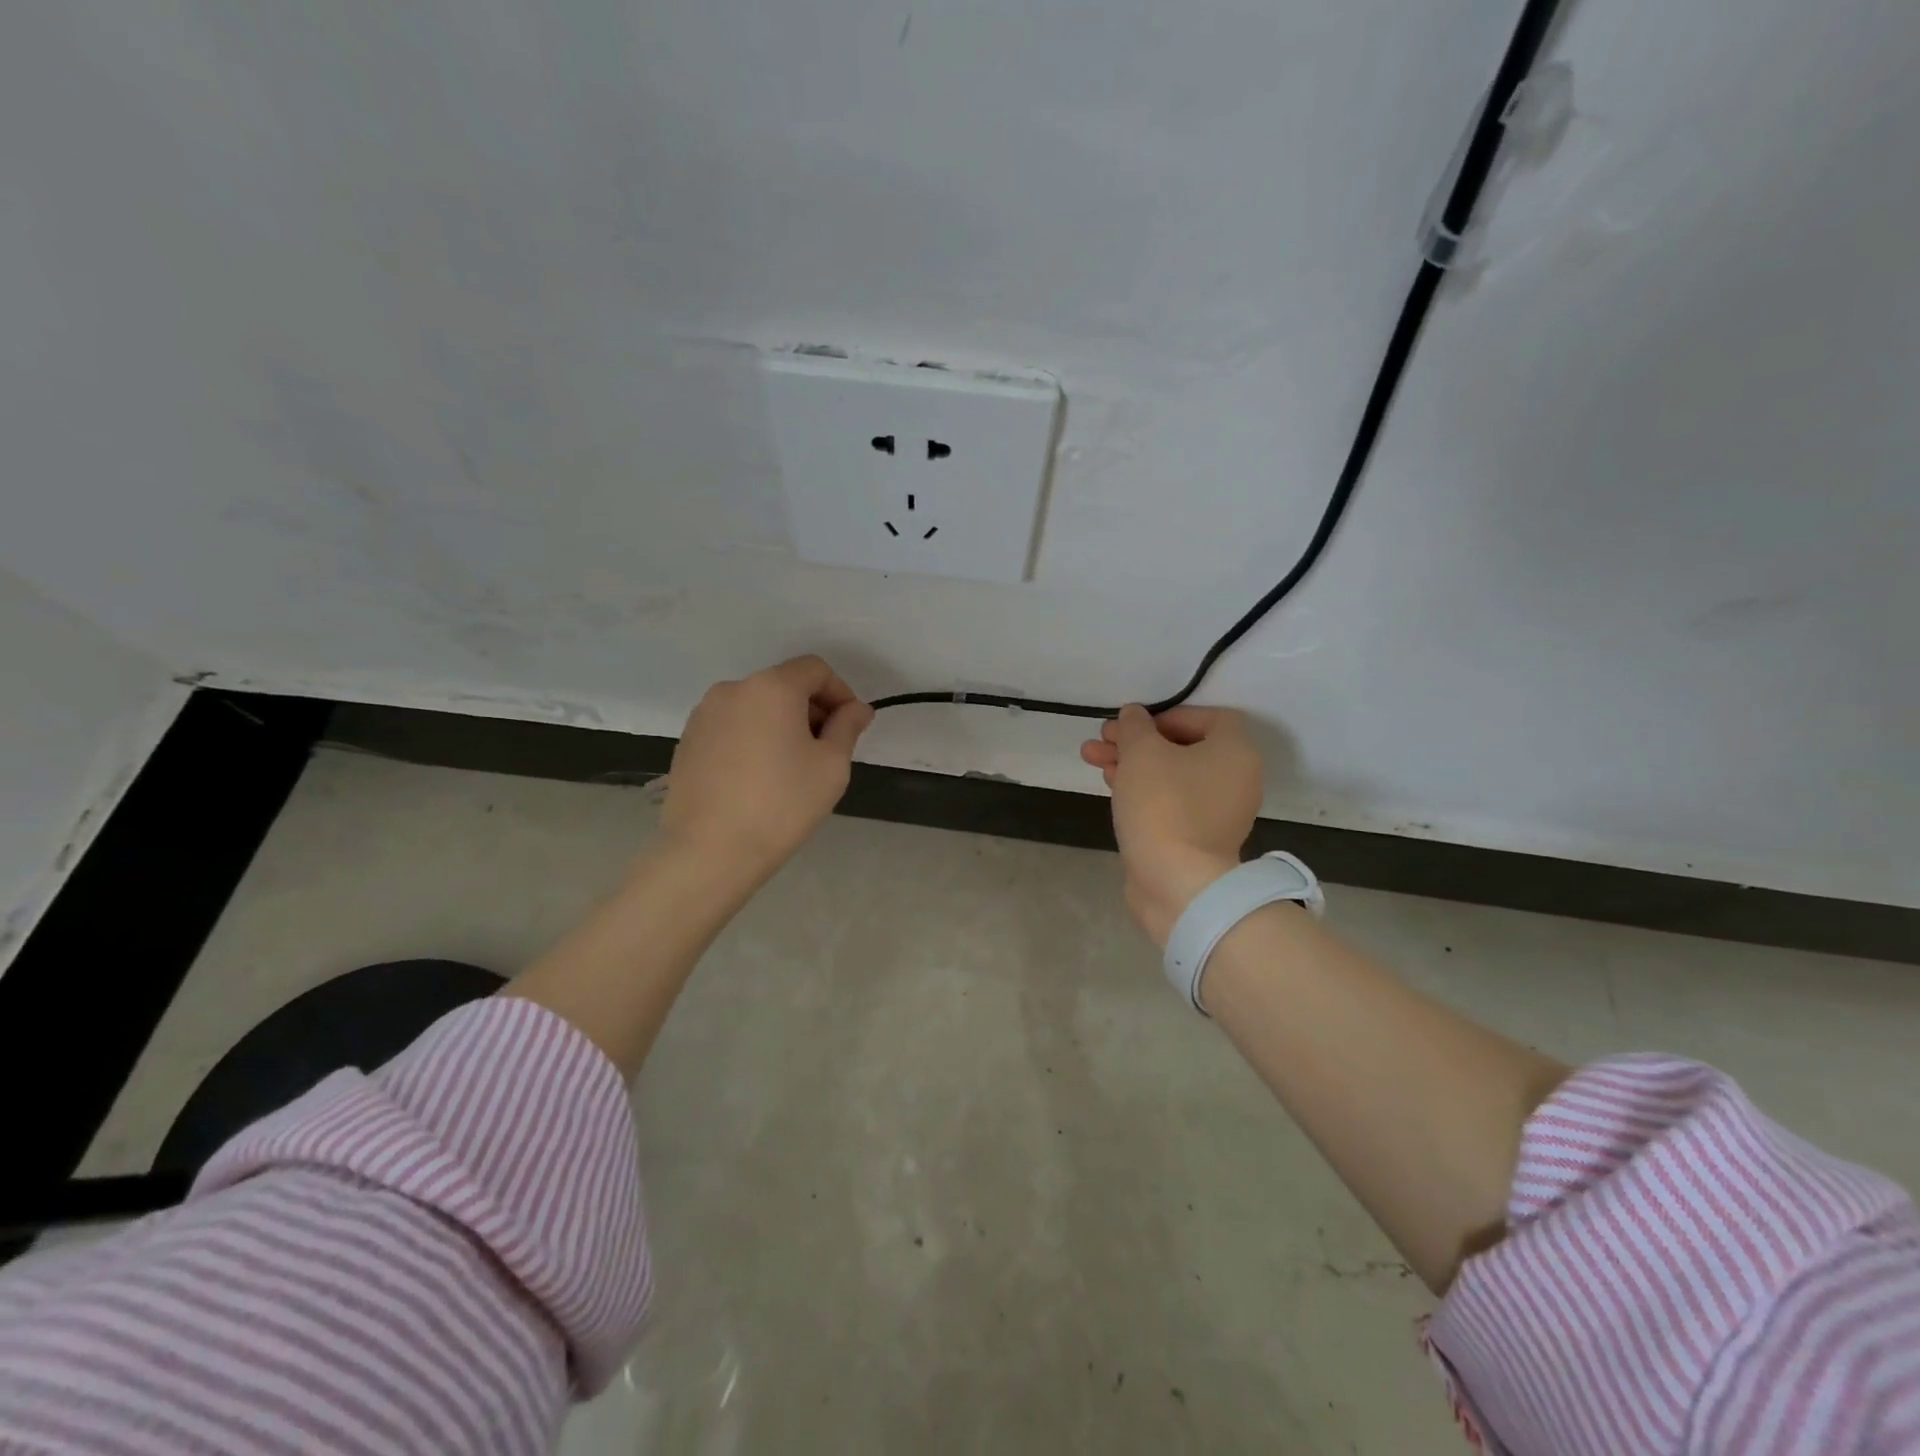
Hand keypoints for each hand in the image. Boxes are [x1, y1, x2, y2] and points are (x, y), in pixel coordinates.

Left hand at [662, 656, 874, 882]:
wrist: (710, 851)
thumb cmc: (782, 804)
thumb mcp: (831, 765)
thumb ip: (847, 727)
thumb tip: (857, 709)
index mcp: (772, 687)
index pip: (815, 669)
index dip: (840, 692)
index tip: (851, 727)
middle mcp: (733, 689)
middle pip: (784, 685)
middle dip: (811, 709)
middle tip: (826, 751)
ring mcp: (704, 715)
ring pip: (756, 707)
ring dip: (780, 724)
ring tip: (790, 768)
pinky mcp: (688, 741)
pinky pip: (732, 727)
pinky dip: (753, 739)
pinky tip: (758, 778)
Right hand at [1080, 705, 1263, 945]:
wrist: (1177, 883)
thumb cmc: (1164, 806)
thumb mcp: (1142, 753)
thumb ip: (1135, 726)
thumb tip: (1134, 716)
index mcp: (1235, 752)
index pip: (1209, 717)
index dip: (1168, 714)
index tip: (1136, 724)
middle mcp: (1235, 779)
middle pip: (1183, 746)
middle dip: (1137, 740)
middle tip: (1101, 739)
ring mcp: (1218, 812)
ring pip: (1171, 775)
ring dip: (1132, 763)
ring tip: (1092, 759)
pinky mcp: (1198, 838)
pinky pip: (1171, 802)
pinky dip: (1143, 790)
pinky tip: (1111, 786)